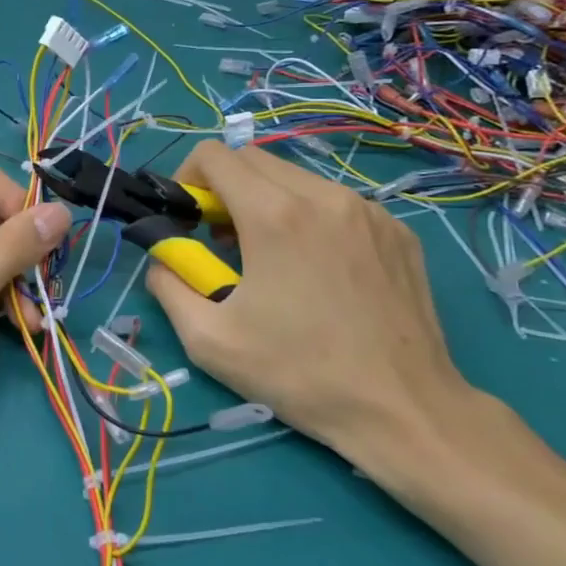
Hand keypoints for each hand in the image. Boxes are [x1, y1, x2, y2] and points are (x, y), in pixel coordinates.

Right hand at [144, 141, 529, 496]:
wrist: (403, 410)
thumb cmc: (298, 374)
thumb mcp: (208, 340)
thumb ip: (168, 284)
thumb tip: (163, 258)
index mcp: (275, 215)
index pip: (216, 155)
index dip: (188, 177)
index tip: (188, 218)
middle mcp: (323, 197)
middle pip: (254, 160)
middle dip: (224, 187)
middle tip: (220, 239)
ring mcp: (368, 211)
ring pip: (297, 179)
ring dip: (267, 201)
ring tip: (268, 256)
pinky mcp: (397, 231)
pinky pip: (337, 203)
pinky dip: (310, 218)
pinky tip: (316, 269)